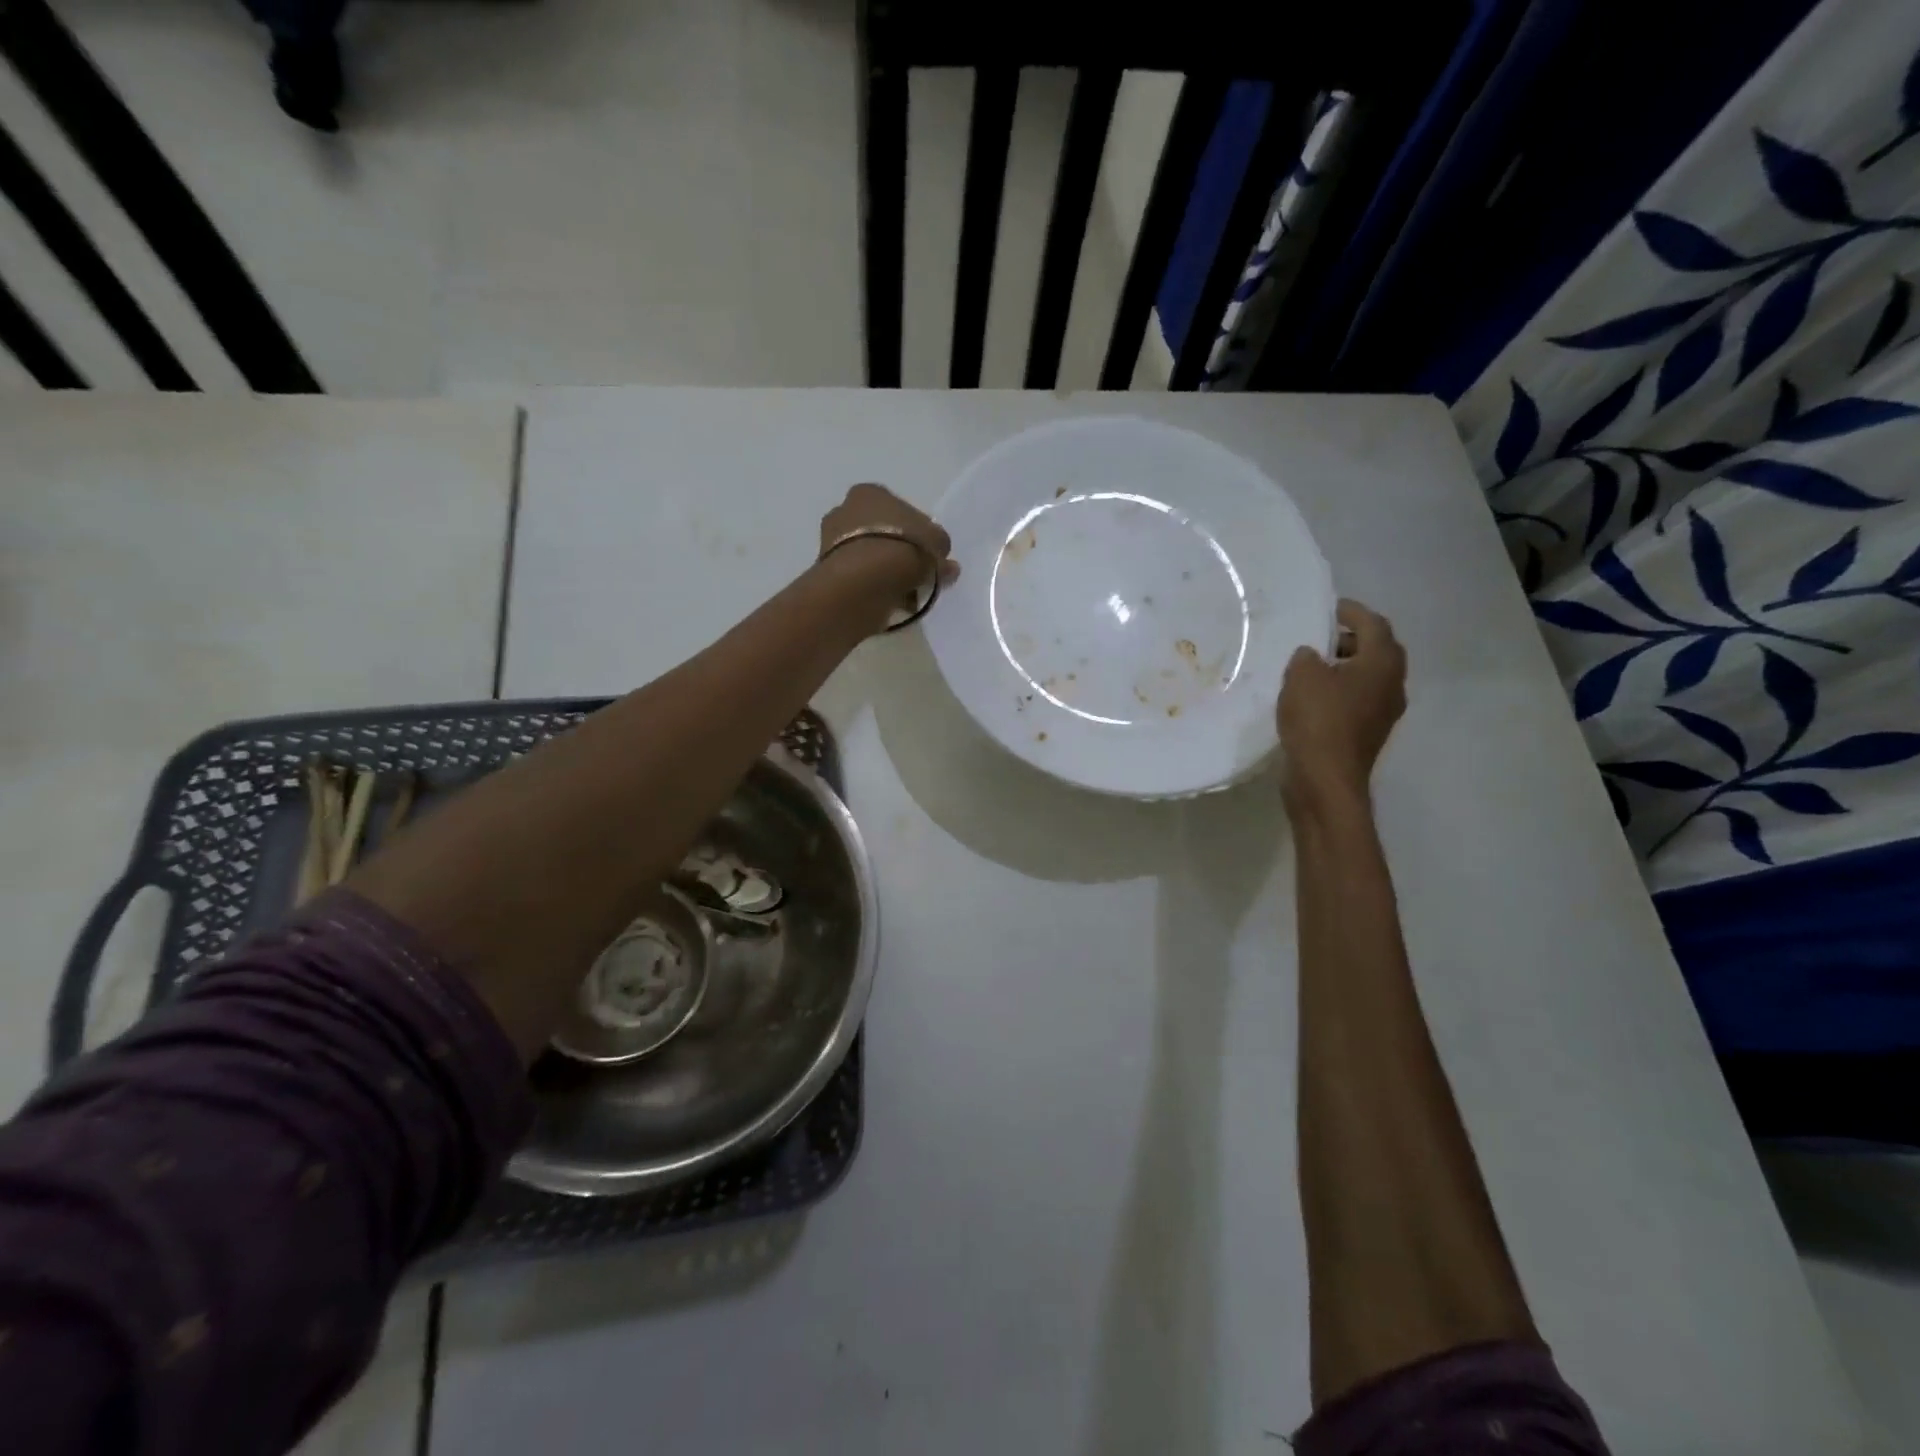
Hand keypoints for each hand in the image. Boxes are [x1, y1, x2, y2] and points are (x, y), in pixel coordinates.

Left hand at [816, 483, 958, 629]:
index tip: (929, 555)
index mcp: (870, 493)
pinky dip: (872, 587)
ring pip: (868, 557)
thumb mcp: (936, 543)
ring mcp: (830, 541)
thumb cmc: (903, 548)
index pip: (900, 510)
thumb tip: (946, 565)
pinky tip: (889, 600)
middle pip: (881, 532)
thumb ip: (941, 550)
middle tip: (918, 575)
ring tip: (906, 594)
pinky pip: (858, 578)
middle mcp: (844, 510)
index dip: (918, 533)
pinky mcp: (826, 571)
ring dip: (885, 573)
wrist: (862, 581)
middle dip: (899, 553)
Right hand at [1277, 600, 1406, 807]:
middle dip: (1350, 640)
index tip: (1329, 607)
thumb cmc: (1319, 720)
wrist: (1326, 780)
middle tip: (1320, 637)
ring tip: (1312, 667)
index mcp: (1383, 663)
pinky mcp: (1367, 733)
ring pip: (1367, 678)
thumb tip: (1312, 656)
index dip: (1352, 612)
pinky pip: (1356, 700)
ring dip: (1344, 667)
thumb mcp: (1302, 677)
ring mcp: (1383, 712)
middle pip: (1377, 651)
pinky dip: (1339, 691)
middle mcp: (1392, 684)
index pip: (1374, 624)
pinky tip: (1312, 697)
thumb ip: (1306, 657)